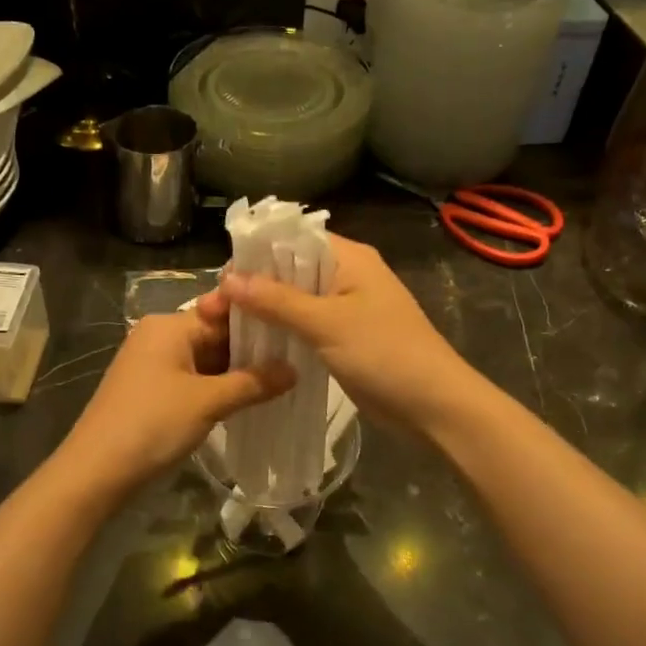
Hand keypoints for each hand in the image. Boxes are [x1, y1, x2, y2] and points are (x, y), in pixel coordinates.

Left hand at [61, 310, 293, 499]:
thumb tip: (294, 370)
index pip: (223, 311)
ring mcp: (152, 363)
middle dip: (251, 349)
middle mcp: (159, 335)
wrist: (94, 472)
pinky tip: (247, 398)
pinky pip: (192, 377)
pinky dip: (217, 386)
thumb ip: (253, 383)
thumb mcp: (207, 402)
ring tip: (281, 378)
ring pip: (205, 358)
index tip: (295, 328)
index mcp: (169, 325)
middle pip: (215, 334)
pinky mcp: (150, 388)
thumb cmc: (152, 424)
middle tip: (296, 357)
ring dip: (236, 370)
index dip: (259, 321)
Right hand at [202, 234, 474, 433]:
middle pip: (290, 269)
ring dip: (264, 310)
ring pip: (295, 299)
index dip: (255, 253)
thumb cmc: (385, 354)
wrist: (434, 407)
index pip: (292, 239)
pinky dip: (281, 330)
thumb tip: (228, 279)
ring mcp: (347, 307)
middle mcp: (347, 274)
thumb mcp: (327, 323)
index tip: (220, 278)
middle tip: (211, 308)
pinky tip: (252, 343)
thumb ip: (277, 300)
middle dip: (253, 285)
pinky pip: (305, 324)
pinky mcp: (345, 336)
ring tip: (222, 325)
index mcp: (349, 257)